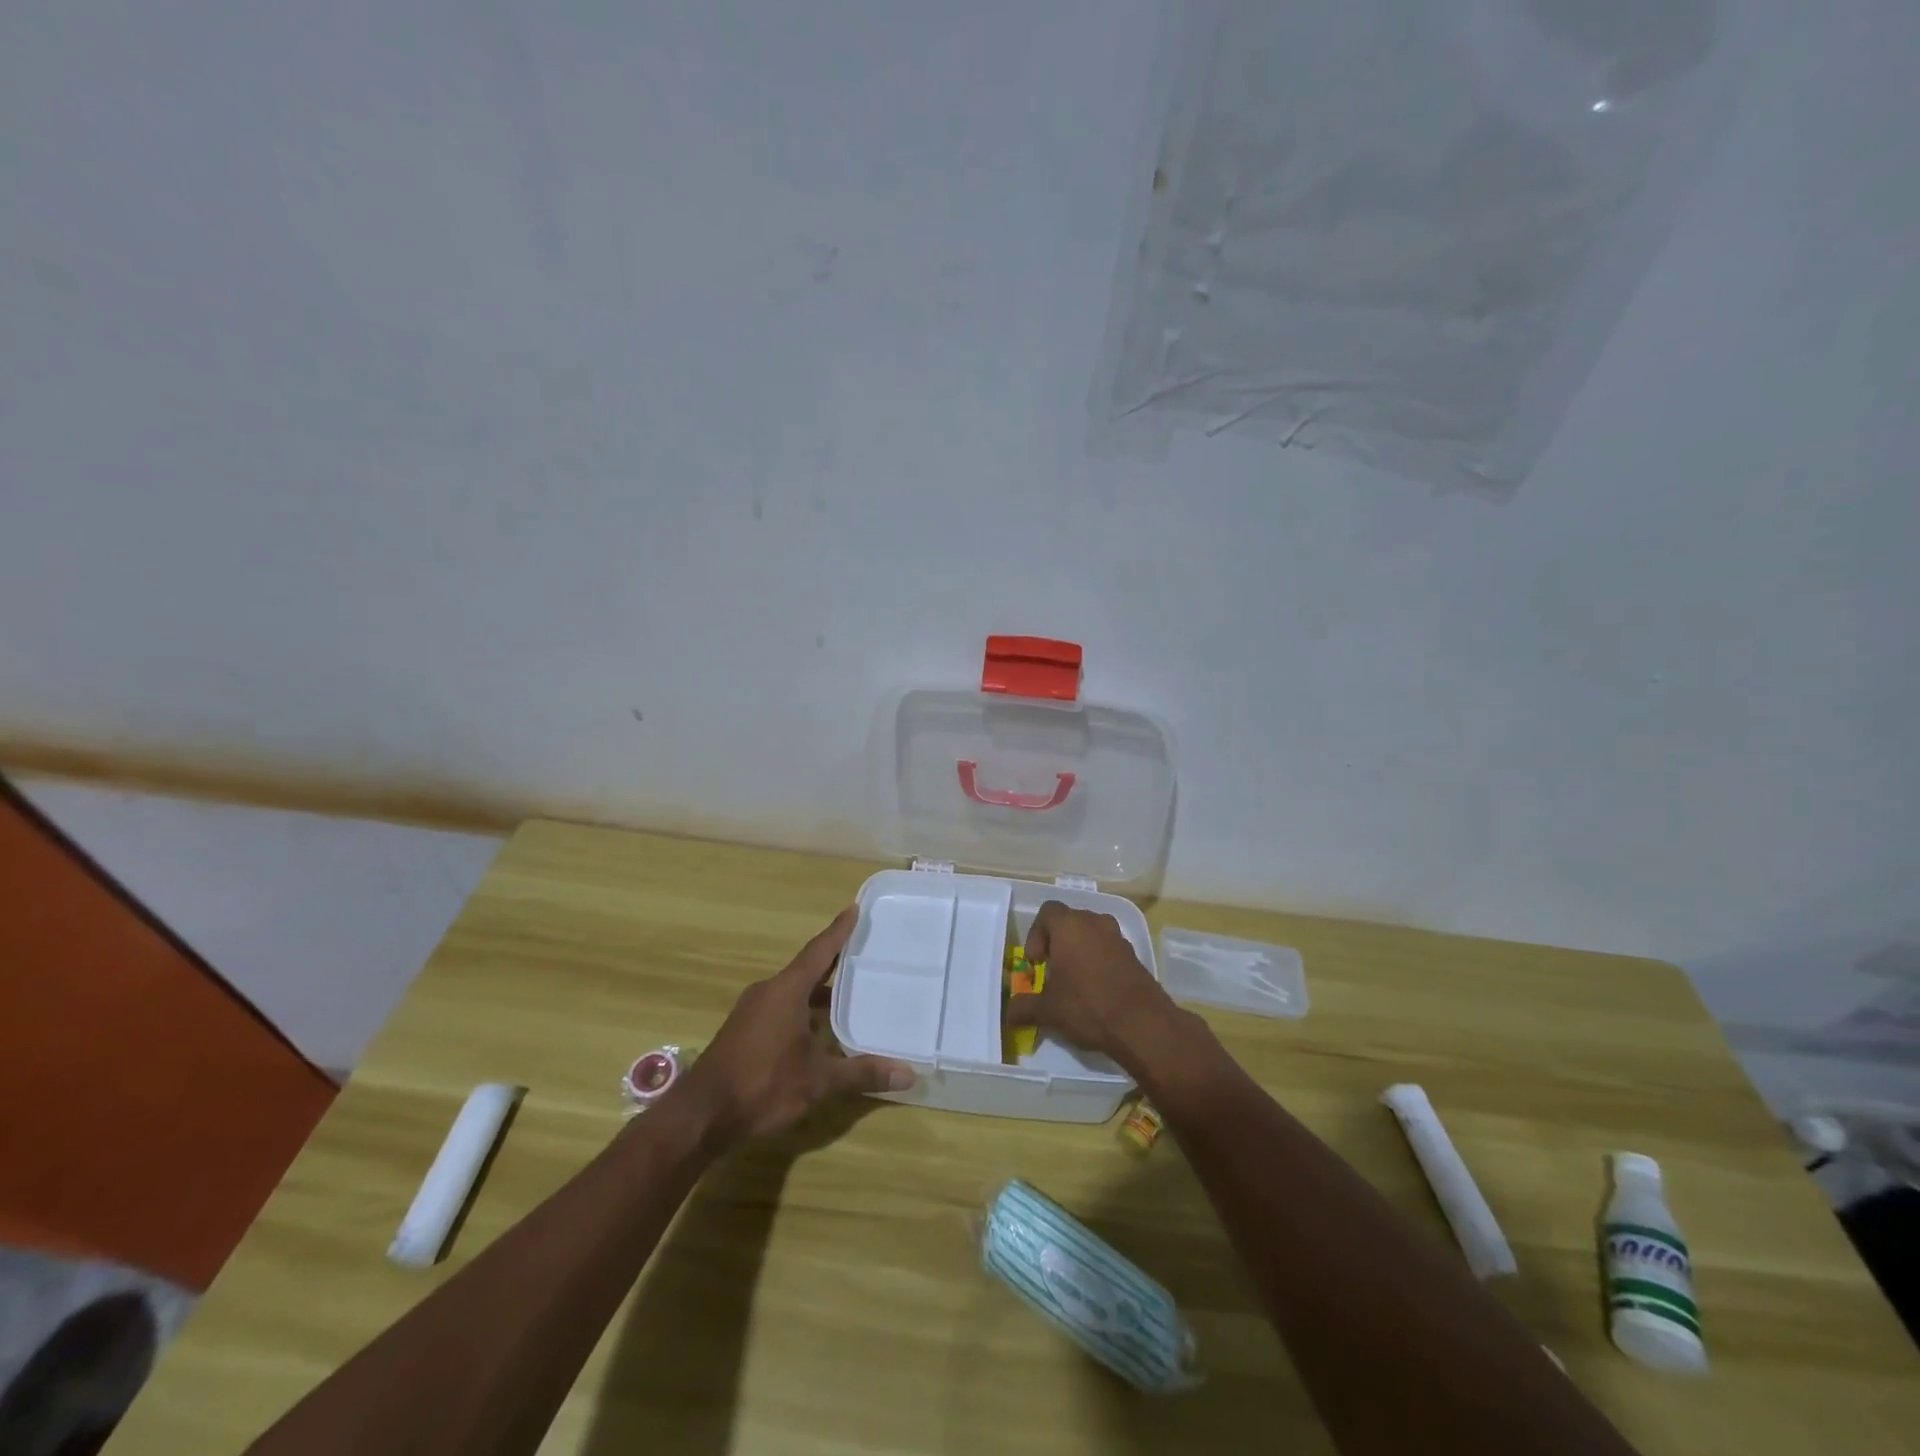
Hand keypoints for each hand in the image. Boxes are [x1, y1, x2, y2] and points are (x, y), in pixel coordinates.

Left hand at [671, 907, 914, 1149]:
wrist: (700, 1117)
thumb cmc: (762, 1085)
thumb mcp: (818, 1080)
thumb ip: (862, 1074)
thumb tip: (908, 1075)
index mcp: (786, 990)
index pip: (819, 951)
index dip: (839, 931)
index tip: (855, 909)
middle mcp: (767, 992)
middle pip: (806, 968)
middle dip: (833, 961)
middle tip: (863, 952)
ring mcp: (751, 1012)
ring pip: (792, 990)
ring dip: (817, 990)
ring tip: (848, 992)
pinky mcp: (743, 1032)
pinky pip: (780, 1007)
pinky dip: (802, 1008)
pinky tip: (818, 1029)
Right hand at [1004, 901, 1177, 1070]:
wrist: (1143, 1024)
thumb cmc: (1087, 1005)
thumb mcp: (1048, 1010)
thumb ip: (1024, 1008)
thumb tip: (1008, 1014)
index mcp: (1070, 926)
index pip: (1047, 912)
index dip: (1036, 934)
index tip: (1036, 962)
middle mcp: (1095, 922)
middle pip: (1070, 922)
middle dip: (1057, 944)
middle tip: (1052, 973)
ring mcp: (1118, 937)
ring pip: (1091, 935)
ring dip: (1080, 952)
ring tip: (1074, 983)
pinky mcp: (1135, 955)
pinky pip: (1109, 950)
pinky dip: (1099, 962)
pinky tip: (1097, 991)